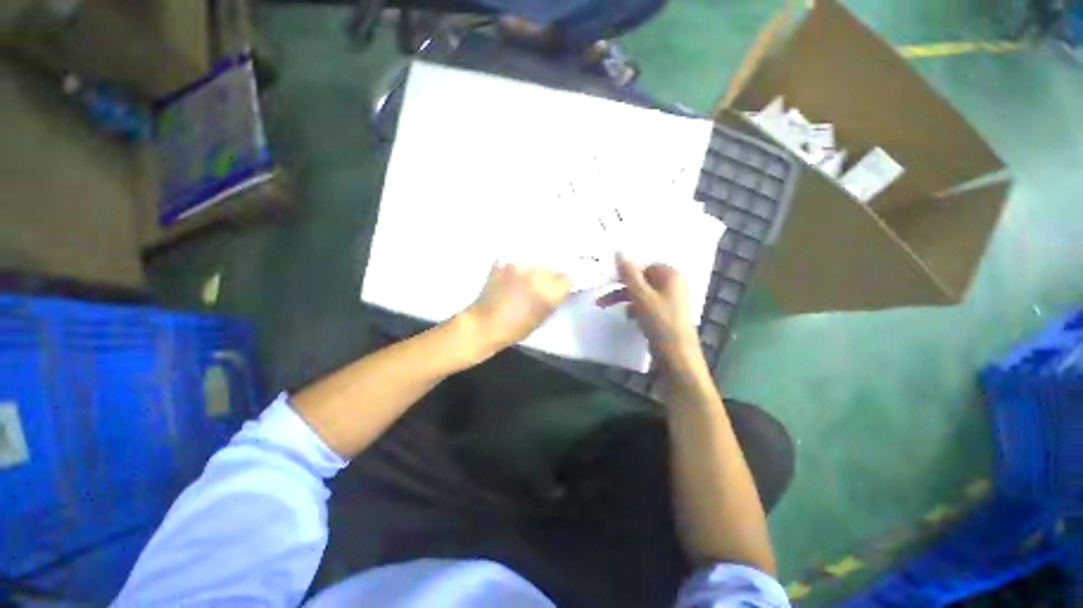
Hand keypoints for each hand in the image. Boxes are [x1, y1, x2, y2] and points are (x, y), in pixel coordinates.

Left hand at [463, 262, 570, 354]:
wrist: (484, 324)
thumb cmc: (515, 328)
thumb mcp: (542, 318)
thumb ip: (553, 300)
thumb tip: (559, 289)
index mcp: (548, 292)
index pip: (566, 278)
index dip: (562, 285)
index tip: (557, 289)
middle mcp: (536, 274)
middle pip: (551, 269)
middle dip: (548, 277)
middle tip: (538, 286)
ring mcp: (519, 266)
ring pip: (534, 264)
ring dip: (532, 271)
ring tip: (522, 282)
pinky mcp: (503, 262)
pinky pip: (517, 262)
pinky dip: (517, 269)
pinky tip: (511, 279)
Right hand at [597, 254, 701, 369]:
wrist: (676, 356)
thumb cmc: (660, 322)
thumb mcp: (641, 296)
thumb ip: (629, 274)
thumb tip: (619, 252)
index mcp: (671, 275)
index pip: (644, 267)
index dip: (627, 275)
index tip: (609, 283)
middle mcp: (673, 285)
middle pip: (642, 281)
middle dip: (622, 290)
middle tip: (602, 300)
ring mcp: (670, 301)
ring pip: (642, 295)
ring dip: (627, 301)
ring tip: (614, 311)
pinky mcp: (666, 315)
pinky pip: (647, 306)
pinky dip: (636, 310)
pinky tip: (630, 319)